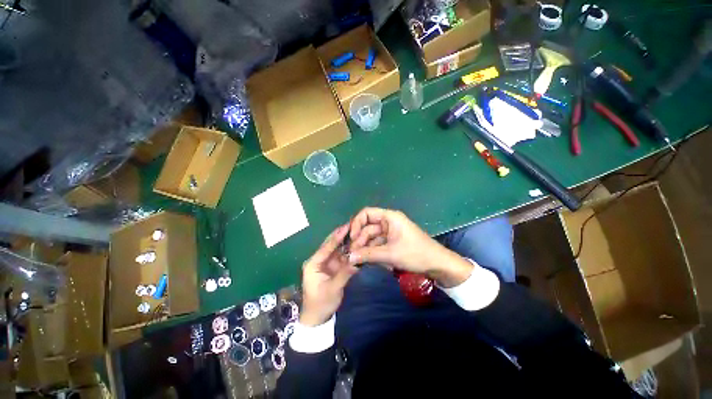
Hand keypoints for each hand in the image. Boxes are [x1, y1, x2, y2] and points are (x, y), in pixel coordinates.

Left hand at [300, 223, 358, 326]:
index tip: (346, 226)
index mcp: (313, 264)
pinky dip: (348, 251)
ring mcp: (326, 264)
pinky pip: (341, 257)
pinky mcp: (333, 268)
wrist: (318, 319)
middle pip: (331, 245)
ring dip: (346, 242)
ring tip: (356, 231)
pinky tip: (356, 244)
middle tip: (352, 225)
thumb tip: (357, 261)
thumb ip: (344, 274)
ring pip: (337, 250)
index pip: (326, 247)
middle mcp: (319, 261)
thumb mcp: (332, 290)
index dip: (337, 237)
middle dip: (341, 235)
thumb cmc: (321, 304)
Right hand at [347, 208, 472, 286]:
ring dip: (365, 248)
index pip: (366, 213)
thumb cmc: (415, 254)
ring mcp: (390, 232)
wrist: (437, 264)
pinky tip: (368, 261)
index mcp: (389, 217)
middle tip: (351, 255)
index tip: (351, 238)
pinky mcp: (392, 242)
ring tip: (357, 261)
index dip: (356, 223)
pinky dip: (372, 252)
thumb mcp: (390, 254)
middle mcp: (388, 222)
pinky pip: (378, 244)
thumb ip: (368, 254)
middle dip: (359, 240)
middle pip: (367, 227)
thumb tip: (348, 257)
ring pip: (372, 237)